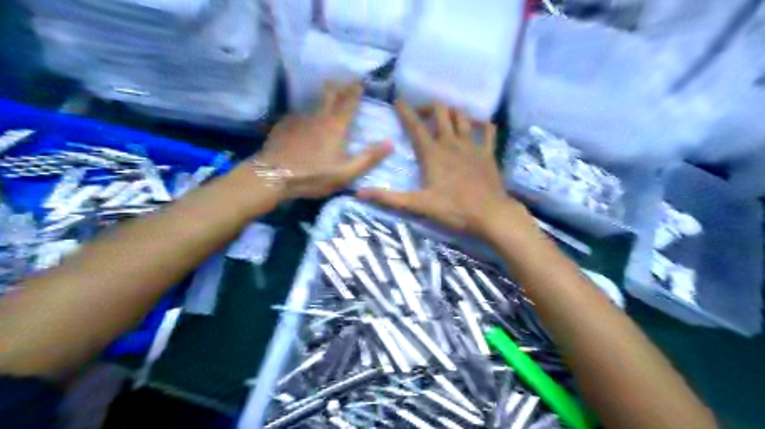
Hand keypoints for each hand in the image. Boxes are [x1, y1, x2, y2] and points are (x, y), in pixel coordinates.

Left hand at [256, 81, 390, 198]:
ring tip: (327, 95)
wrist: (273, 176)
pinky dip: (306, 113)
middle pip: (330, 94)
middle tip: (344, 80)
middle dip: (339, 85)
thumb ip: (369, 158)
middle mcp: (318, 116)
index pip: (349, 102)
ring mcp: (299, 119)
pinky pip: (299, 114)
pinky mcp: (284, 125)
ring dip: (323, 97)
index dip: (356, 90)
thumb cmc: (314, 176)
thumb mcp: (346, 173)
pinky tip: (305, 119)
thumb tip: (391, 143)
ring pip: (314, 102)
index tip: (361, 81)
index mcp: (336, 126)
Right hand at [357, 100, 527, 237]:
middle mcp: (451, 142)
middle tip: (422, 114)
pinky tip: (478, 125)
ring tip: (445, 118)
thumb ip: (389, 198)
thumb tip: (359, 193)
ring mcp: (472, 145)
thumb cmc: (453, 209)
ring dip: (452, 112)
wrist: (490, 214)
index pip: (415, 125)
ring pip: (462, 116)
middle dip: (429, 107)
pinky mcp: (488, 152)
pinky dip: (482, 124)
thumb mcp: (418, 205)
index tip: (397, 100)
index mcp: (432, 153)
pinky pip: (488, 130)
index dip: (405, 111)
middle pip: (441, 111)